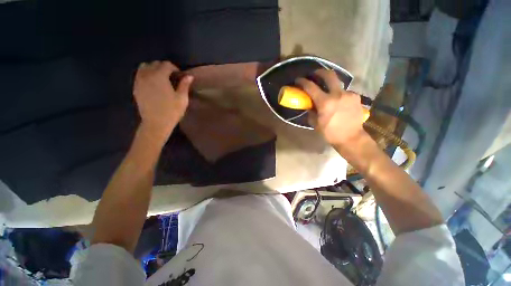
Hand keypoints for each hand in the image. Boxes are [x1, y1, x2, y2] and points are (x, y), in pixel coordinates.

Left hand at [133, 61, 192, 137]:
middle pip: (154, 64)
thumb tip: (189, 76)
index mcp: (159, 76)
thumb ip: (184, 85)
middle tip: (172, 77)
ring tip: (161, 78)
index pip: (166, 64)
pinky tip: (153, 84)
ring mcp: (139, 81)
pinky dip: (146, 75)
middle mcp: (147, 75)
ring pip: (144, 67)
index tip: (180, 76)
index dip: (175, 68)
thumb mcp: (182, 99)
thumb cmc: (171, 111)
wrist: (156, 123)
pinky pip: (139, 75)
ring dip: (153, 69)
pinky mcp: (135, 88)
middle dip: (164, 68)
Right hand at [296, 69, 365, 145]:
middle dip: (320, 72)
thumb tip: (310, 106)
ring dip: (331, 86)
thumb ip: (311, 112)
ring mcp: (349, 94)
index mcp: (325, 102)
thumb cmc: (330, 133)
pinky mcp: (356, 97)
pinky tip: (339, 102)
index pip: (311, 87)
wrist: (351, 138)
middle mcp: (338, 94)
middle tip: (315, 74)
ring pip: (338, 84)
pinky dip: (339, 95)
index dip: (303, 82)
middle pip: (329, 75)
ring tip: (329, 94)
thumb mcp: (316, 124)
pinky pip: (345, 92)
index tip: (298, 80)